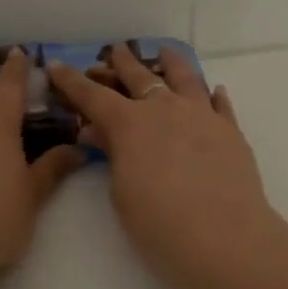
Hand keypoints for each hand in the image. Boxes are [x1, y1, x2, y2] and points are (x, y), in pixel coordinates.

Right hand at [48, 45, 287, 288]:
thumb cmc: (159, 223)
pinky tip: (215, 90)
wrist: (224, 237)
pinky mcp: (231, 131)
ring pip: (185, 78)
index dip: (71, 82)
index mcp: (130, 123)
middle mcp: (166, 109)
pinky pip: (220, 104)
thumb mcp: (122, 192)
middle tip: (116, 50)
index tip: (56, 65)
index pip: (93, 96)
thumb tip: (99, 131)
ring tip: (165, 52)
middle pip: (140, 77)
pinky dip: (214, 95)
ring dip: (171, 63)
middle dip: (123, 63)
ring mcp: (202, 115)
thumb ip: (112, 154)